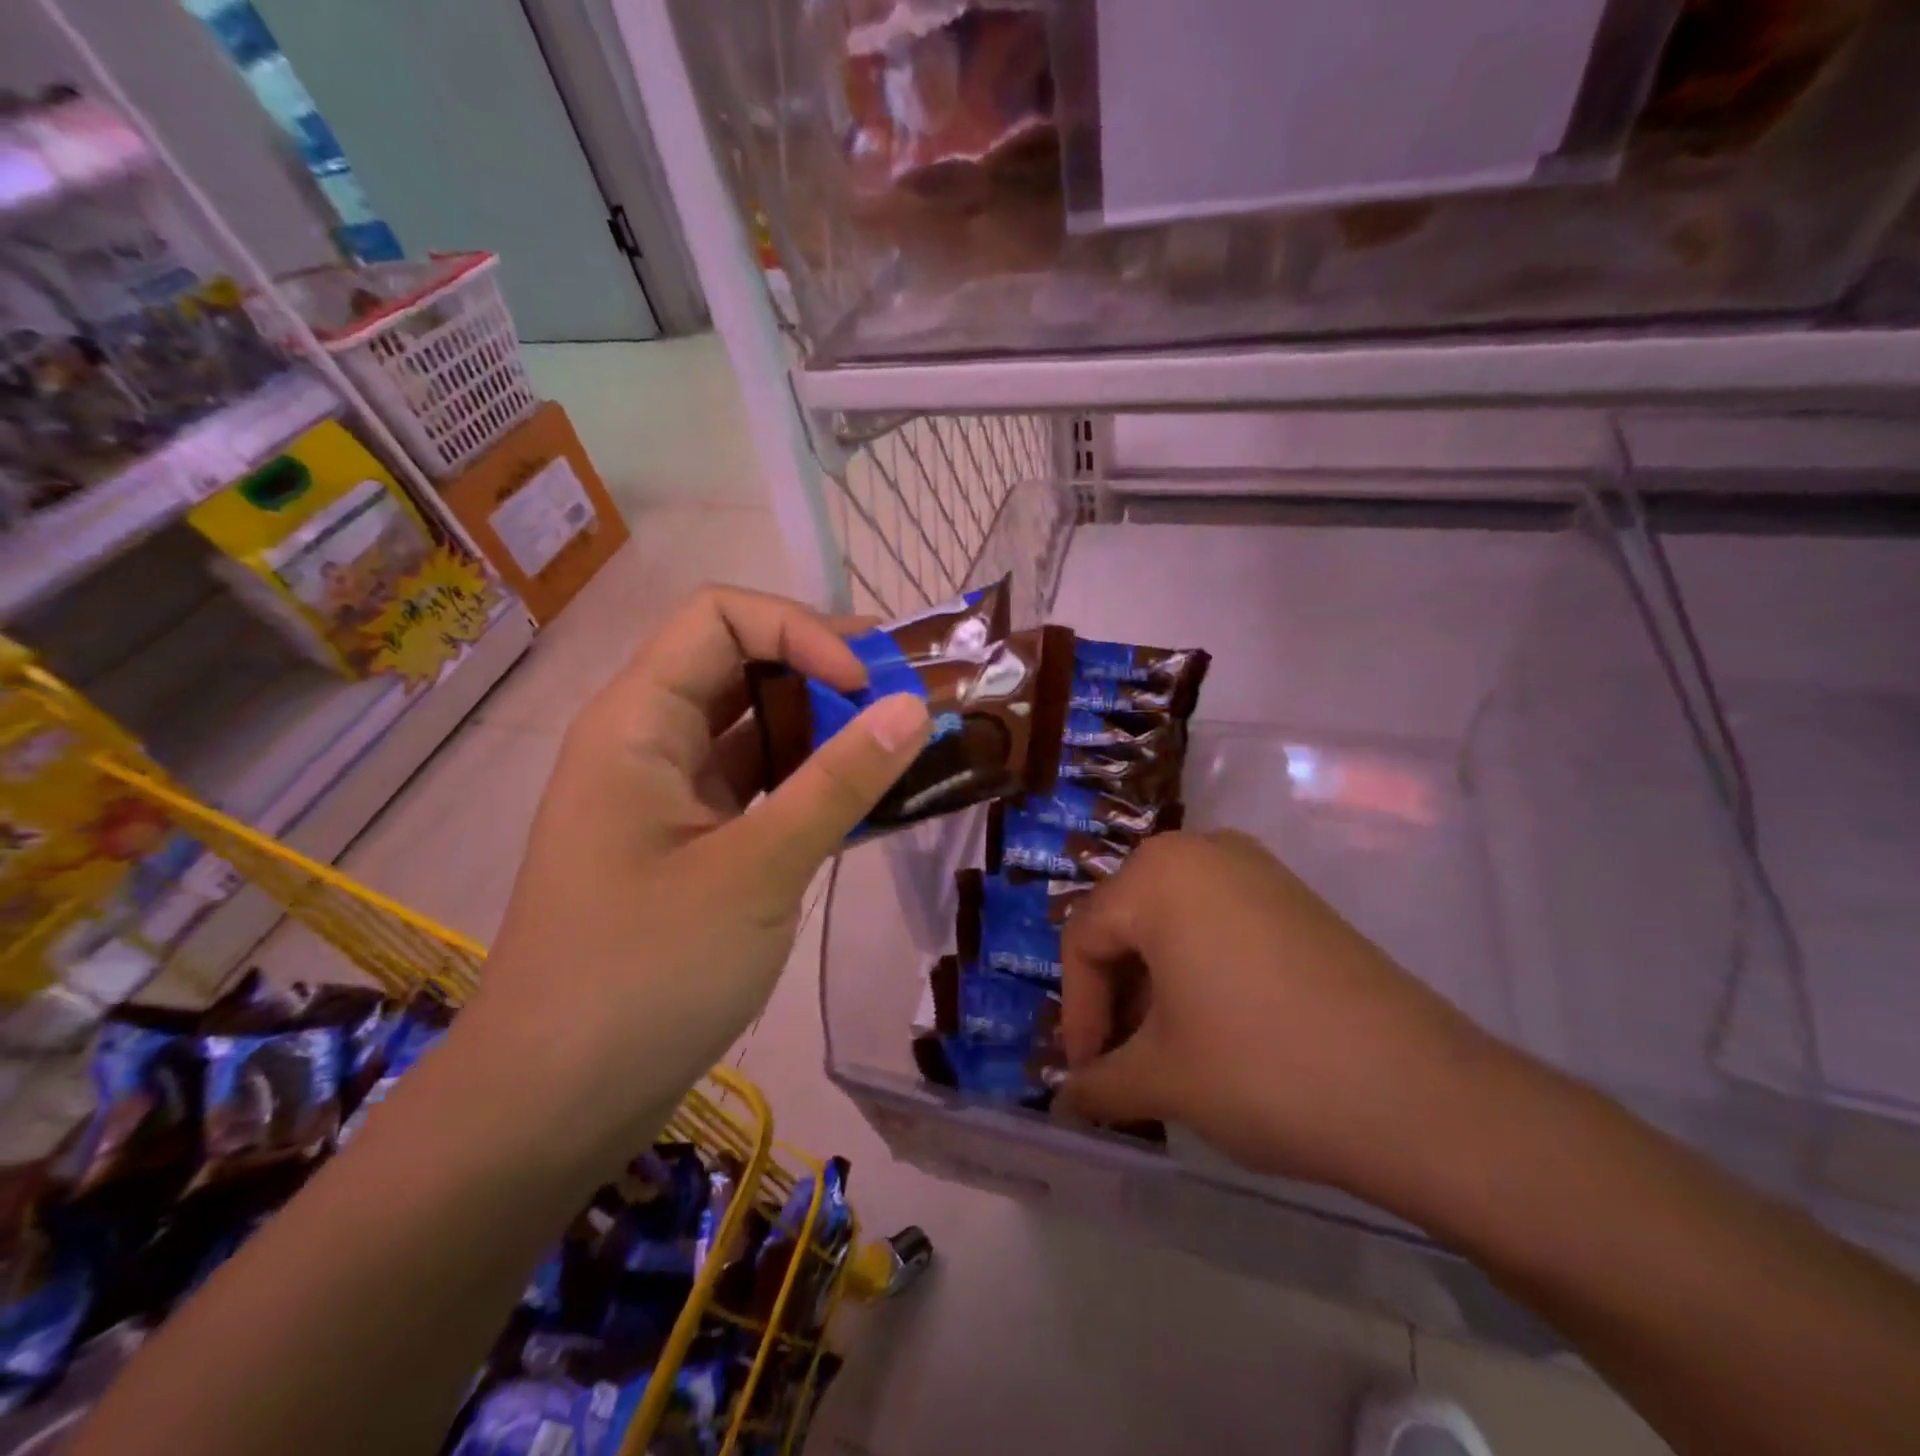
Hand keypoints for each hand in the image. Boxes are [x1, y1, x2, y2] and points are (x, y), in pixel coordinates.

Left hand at [465, 587, 930, 1165]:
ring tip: (899, 744)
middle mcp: (647, 742)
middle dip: (824, 671)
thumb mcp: (756, 871)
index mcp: (637, 722)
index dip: (801, 632)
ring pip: (751, 729)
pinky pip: (755, 788)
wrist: (554, 1103)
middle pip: (739, 664)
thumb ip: (838, 783)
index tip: (867, 686)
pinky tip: (863, 800)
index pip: (721, 618)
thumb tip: (913, 707)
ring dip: (823, 729)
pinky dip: (808, 784)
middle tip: (905, 699)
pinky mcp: (689, 845)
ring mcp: (667, 797)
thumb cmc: (644, 975)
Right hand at [1059, 831, 1509, 1205]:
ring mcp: (1256, 869)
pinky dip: (1199, 970)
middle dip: (1116, 998)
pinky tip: (1216, 1027)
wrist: (1419, 1093)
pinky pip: (1220, 923)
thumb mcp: (1162, 1079)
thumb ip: (1098, 1084)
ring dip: (1155, 987)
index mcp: (1156, 874)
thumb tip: (1067, 1097)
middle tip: (1122, 1062)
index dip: (1077, 1013)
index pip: (1084, 938)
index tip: (1087, 1074)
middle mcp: (1201, 851)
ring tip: (1167, 1052)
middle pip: (1127, 924)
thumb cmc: (1261, 1068)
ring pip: (1172, 923)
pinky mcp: (1296, 898)